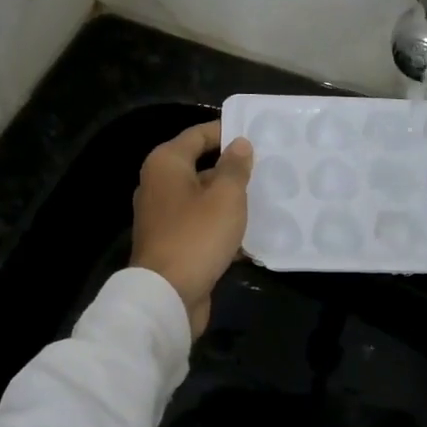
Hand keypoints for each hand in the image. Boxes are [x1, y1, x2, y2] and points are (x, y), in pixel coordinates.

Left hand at [130, 121, 253, 338]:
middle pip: (200, 167)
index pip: (198, 135)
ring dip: (230, 201)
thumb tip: (239, 144)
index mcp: (166, 164)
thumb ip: (235, 167)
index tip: (256, 134)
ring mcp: (163, 217)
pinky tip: (250, 235)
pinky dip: (222, 227)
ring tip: (266, 199)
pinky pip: (201, 225)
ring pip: (203, 199)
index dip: (226, 131)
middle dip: (232, 169)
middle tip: (267, 167)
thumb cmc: (197, 236)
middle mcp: (159, 185)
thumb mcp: (226, 197)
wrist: (167, 295)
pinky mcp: (171, 243)